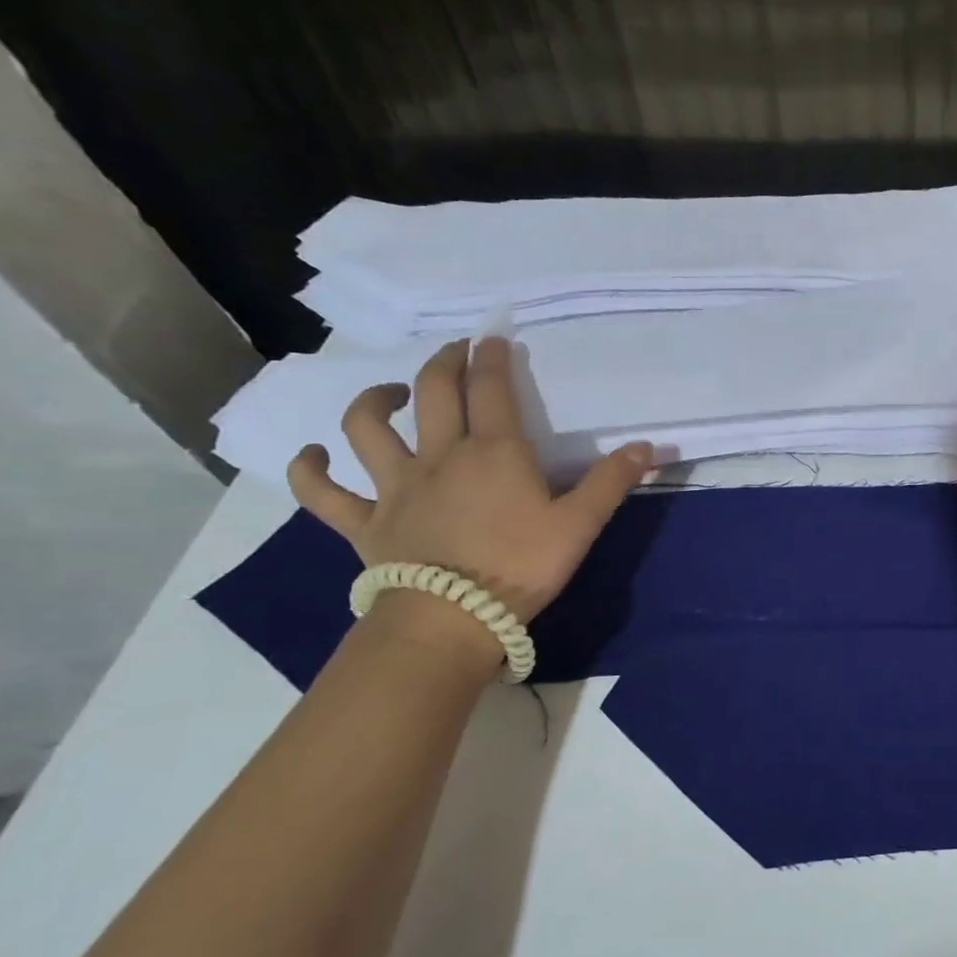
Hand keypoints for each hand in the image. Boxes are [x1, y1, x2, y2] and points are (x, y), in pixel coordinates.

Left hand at [287, 336, 653, 622]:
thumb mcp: (580, 525)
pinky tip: (310, 455)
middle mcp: (440, 456)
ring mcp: (395, 487)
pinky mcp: (364, 522)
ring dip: (373, 402)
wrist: (452, 619)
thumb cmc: (521, 568)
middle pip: (434, 392)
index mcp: (495, 453)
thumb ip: (611, 482)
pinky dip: (309, 471)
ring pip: (367, 429)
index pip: (492, 389)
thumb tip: (647, 446)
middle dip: (444, 363)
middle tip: (454, 352)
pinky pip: (323, 493)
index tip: (493, 337)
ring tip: (389, 395)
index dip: (492, 357)